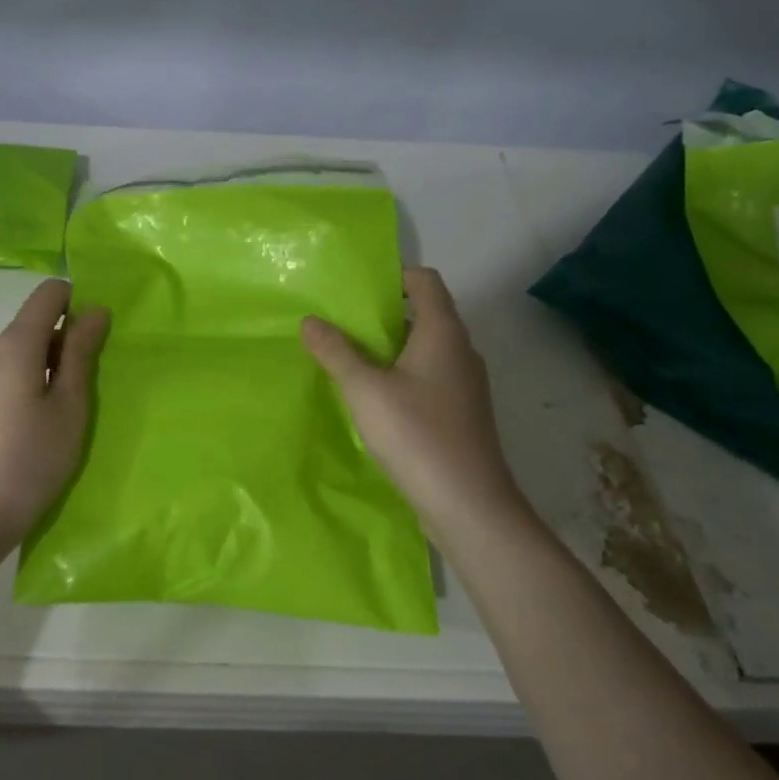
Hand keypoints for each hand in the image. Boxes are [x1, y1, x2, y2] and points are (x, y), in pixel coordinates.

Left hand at [0, 279, 109, 555]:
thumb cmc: (29, 462)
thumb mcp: (69, 408)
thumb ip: (80, 354)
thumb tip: (93, 310)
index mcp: (13, 345)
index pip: (47, 295)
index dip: (76, 303)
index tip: (96, 340)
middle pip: (33, 326)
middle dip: (65, 344)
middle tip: (87, 391)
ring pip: (19, 355)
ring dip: (47, 369)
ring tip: (64, 416)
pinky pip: (5, 377)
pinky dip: (28, 386)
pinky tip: (36, 429)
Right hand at [302, 268, 523, 530]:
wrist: (468, 503)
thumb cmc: (416, 434)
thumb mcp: (364, 389)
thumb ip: (335, 351)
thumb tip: (310, 320)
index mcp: (443, 332)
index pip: (425, 281)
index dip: (394, 276)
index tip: (357, 290)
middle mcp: (460, 350)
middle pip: (424, 313)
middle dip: (383, 315)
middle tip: (341, 324)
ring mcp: (465, 384)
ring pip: (425, 349)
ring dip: (390, 348)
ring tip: (350, 358)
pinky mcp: (462, 412)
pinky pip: (430, 377)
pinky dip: (403, 375)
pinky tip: (375, 398)